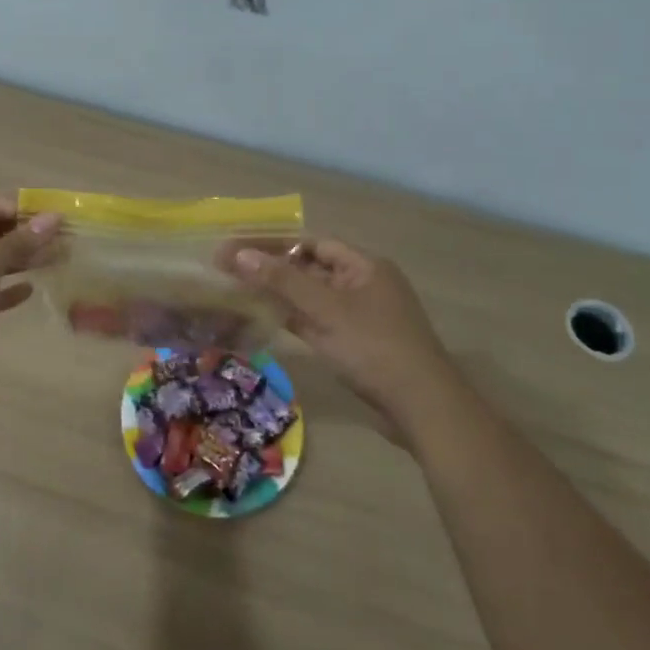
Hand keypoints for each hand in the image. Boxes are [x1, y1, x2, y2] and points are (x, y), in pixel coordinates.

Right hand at [225, 238, 449, 416]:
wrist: (421, 407)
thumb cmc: (374, 347)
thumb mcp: (325, 309)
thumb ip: (282, 281)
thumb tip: (239, 254)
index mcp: (365, 266)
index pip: (314, 243)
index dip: (276, 243)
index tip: (240, 246)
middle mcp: (362, 285)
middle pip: (310, 268)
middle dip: (272, 268)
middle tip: (229, 268)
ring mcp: (358, 316)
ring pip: (311, 297)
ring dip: (279, 293)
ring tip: (237, 289)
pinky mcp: (354, 344)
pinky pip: (316, 321)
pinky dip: (292, 318)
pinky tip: (263, 317)